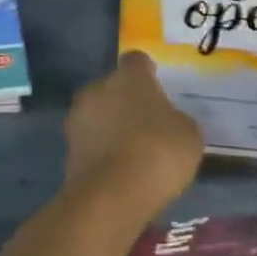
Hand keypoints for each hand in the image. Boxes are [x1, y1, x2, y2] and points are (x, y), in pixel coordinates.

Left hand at [63, 52, 202, 210]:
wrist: (112, 194)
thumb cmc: (158, 152)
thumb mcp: (189, 135)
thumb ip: (176, 120)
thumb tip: (168, 121)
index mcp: (129, 77)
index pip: (136, 61)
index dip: (147, 73)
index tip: (156, 87)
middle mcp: (97, 88)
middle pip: (112, 87)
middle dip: (125, 100)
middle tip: (145, 123)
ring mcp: (77, 117)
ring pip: (96, 113)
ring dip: (109, 125)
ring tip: (130, 150)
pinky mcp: (67, 147)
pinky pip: (89, 140)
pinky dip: (100, 149)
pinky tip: (116, 168)